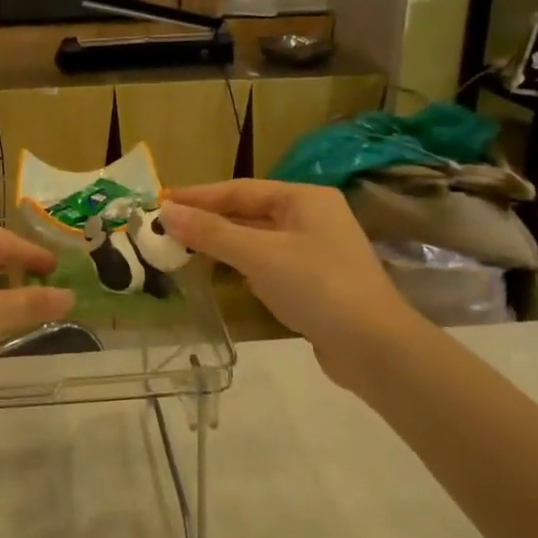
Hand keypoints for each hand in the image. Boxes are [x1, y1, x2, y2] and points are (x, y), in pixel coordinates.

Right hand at [161, 181, 421, 389]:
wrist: (375, 348)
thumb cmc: (317, 286)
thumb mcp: (260, 255)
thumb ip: (212, 233)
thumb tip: (166, 212)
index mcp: (304, 198)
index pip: (240, 189)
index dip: (198, 196)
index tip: (161, 202)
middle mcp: (311, 217)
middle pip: (249, 212)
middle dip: (208, 220)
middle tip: (166, 227)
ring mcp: (315, 251)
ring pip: (257, 239)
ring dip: (223, 243)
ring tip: (183, 248)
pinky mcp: (315, 283)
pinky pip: (268, 264)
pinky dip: (241, 265)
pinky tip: (221, 274)